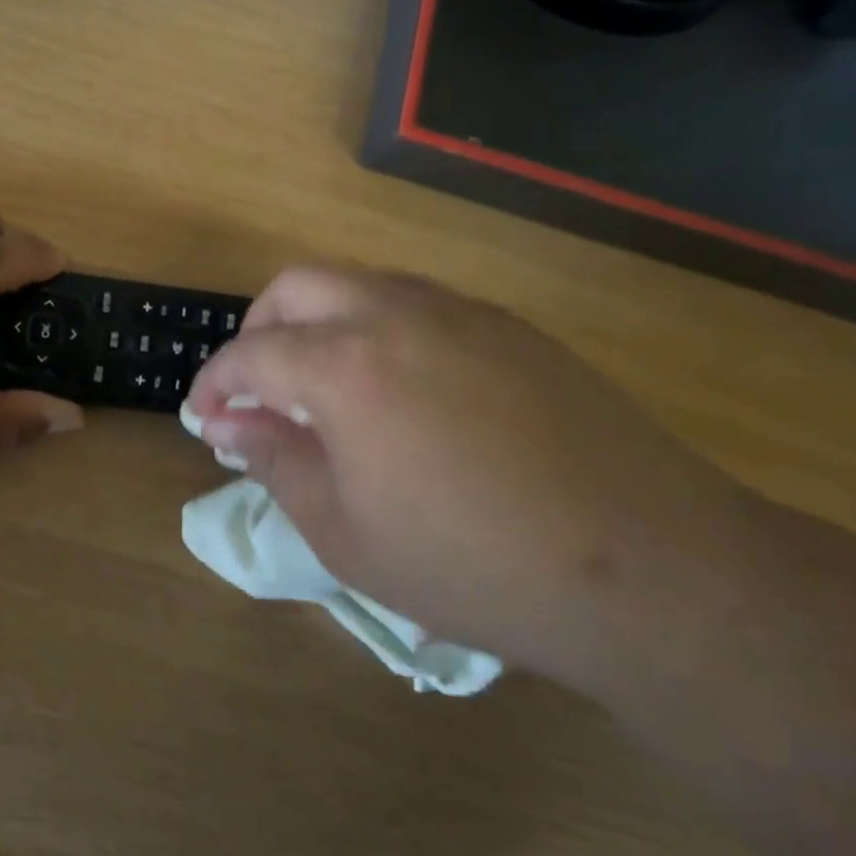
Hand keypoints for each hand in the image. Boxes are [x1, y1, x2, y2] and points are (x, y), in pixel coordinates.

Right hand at [184, 267, 761, 690]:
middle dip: (259, 329)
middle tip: (257, 389)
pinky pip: (417, 304)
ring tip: (322, 388)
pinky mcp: (510, 329)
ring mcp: (461, 313)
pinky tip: (396, 391)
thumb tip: (227, 420)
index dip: (214, 383)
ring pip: (360, 284)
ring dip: (319, 322)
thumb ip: (275, 459)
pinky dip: (376, 328)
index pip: (251, 353)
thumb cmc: (472, 565)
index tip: (205, 417)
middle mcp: (397, 315)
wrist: (650, 572)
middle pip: (298, 286)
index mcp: (346, 366)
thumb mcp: (344, 531)